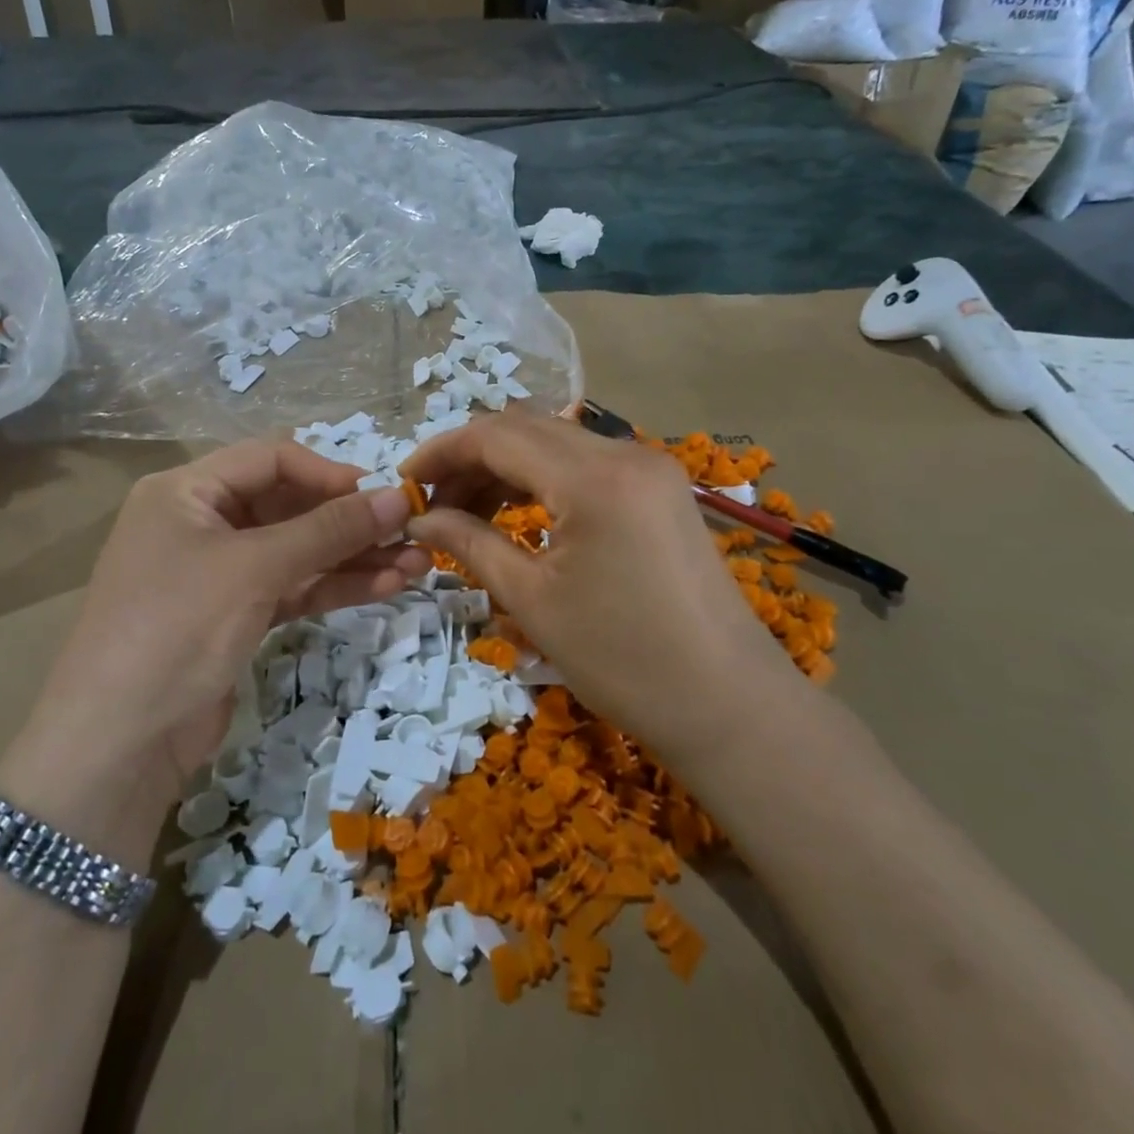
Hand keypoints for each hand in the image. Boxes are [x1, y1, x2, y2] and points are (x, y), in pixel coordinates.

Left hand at [23, 441, 429, 802]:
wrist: (117, 745)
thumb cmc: (178, 628)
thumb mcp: (255, 569)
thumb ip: (329, 530)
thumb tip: (397, 498)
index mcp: (186, 491)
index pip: (271, 460)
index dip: (329, 473)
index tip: (383, 494)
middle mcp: (201, 523)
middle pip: (289, 507)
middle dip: (351, 522)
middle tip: (412, 531)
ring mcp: (218, 574)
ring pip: (297, 552)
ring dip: (354, 557)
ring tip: (417, 563)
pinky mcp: (234, 617)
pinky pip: (292, 588)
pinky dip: (333, 587)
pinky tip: (386, 586)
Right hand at [404, 411, 793, 761]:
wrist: (728, 704)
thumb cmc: (623, 659)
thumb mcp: (533, 600)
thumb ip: (470, 543)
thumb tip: (418, 519)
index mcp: (593, 477)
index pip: (497, 435)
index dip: (442, 452)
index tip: (405, 482)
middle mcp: (625, 453)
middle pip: (527, 429)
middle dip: (471, 459)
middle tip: (434, 505)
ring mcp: (650, 468)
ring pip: (557, 444)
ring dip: (507, 468)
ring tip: (468, 515)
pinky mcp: (661, 489)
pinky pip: (587, 465)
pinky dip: (544, 480)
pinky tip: (520, 514)